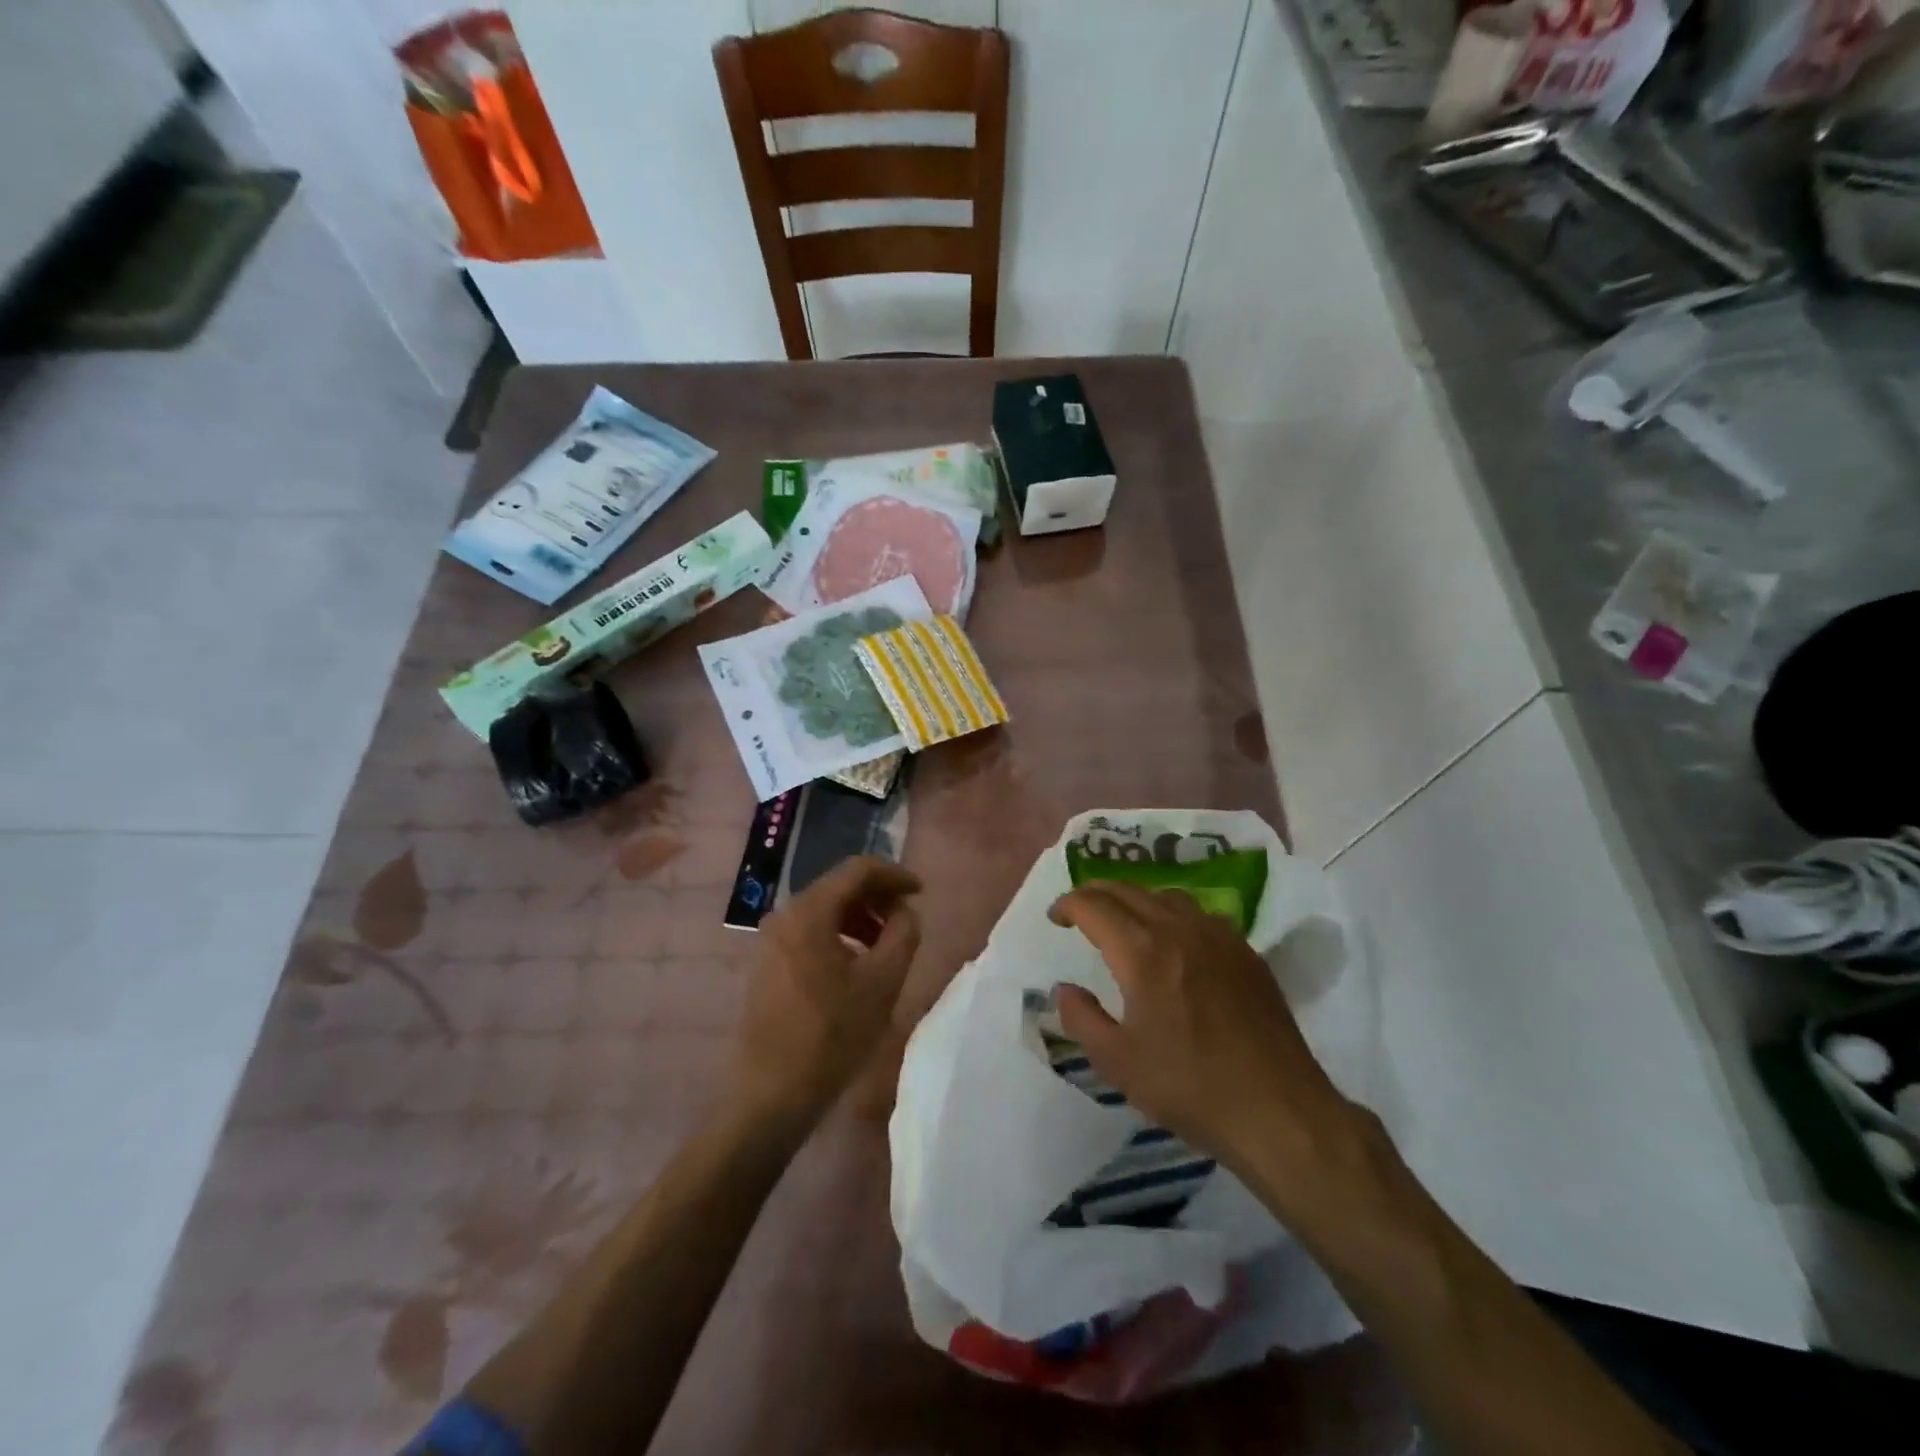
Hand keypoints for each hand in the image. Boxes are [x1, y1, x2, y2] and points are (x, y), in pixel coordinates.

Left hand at [732, 855, 922, 1131]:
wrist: (773, 1093)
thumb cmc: (833, 1035)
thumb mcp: (883, 982)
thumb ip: (904, 933)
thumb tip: (905, 911)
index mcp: (810, 911)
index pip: (859, 869)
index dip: (895, 875)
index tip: (922, 892)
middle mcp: (785, 913)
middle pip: (840, 886)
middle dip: (878, 897)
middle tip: (908, 919)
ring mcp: (771, 938)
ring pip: (825, 909)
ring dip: (861, 917)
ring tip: (887, 944)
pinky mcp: (768, 961)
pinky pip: (810, 931)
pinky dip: (840, 934)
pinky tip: (858, 962)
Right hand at [1049, 881, 1353, 1177]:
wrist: (1277, 1110)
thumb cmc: (1189, 1087)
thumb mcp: (1117, 1062)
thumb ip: (1081, 1018)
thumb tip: (1064, 989)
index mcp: (1142, 953)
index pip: (1094, 905)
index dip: (1068, 904)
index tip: (1056, 918)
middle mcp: (1179, 930)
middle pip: (1128, 890)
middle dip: (1096, 893)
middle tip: (1080, 911)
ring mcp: (1218, 937)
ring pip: (1166, 895)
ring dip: (1136, 899)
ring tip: (1124, 921)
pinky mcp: (1246, 952)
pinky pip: (1200, 914)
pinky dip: (1173, 914)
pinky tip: (1175, 941)